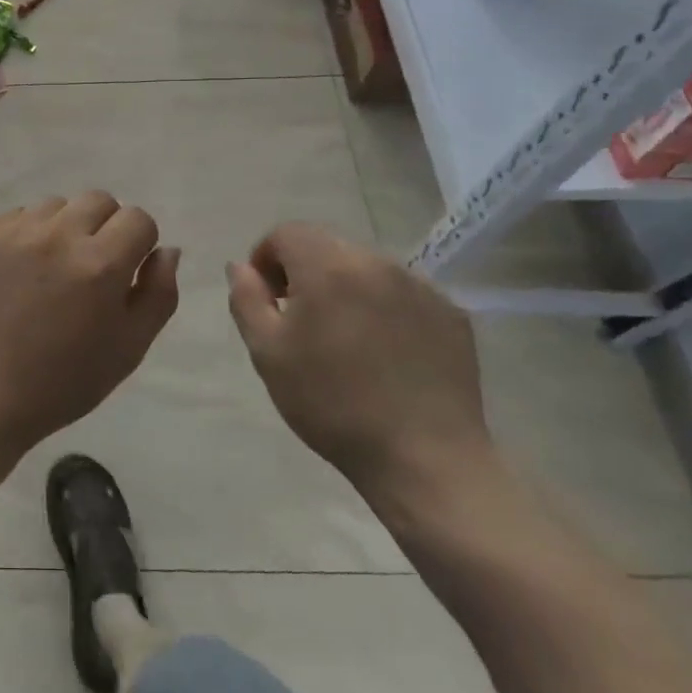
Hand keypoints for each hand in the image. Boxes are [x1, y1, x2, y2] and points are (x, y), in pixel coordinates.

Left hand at [0, 192, 180, 457]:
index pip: (138, 219)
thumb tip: (167, 250)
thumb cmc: (59, 383)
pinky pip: (16, 217)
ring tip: (49, 271)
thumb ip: (158, 295)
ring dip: (63, 228)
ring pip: (56, 205)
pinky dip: (26, 236)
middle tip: (89, 269)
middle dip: (105, 228)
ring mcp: (12, 231)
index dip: (139, 244)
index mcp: (99, 264)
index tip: (126, 272)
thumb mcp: (127, 351)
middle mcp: (56, 234)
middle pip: (98, 200)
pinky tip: (15, 274)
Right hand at [226, 224, 488, 504]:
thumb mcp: (268, 353)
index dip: (267, 258)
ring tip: (345, 339)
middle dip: (305, 271)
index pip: (287, 233)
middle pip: (327, 246)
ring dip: (346, 288)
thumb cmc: (332, 405)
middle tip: (301, 320)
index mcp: (329, 267)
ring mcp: (420, 286)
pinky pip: (403, 293)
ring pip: (366, 268)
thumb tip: (241, 266)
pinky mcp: (451, 314)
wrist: (424, 459)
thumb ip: (246, 299)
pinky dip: (384, 307)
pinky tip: (385, 353)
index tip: (267, 298)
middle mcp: (377, 262)